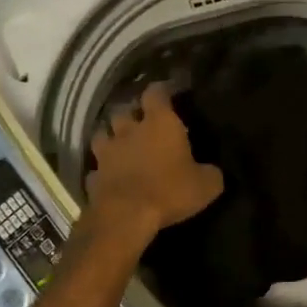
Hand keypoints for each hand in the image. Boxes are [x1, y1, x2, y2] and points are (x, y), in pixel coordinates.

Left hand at [85, 83, 223, 243]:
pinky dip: (102, 169)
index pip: (156, 92)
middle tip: (141, 121)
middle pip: (123, 110)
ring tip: (120, 144)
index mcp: (159, 123)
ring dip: (110, 136)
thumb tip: (212, 172)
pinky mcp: (93, 175)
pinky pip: (96, 167)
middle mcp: (129, 130)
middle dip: (131, 113)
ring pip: (102, 134)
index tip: (167, 92)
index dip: (161, 90)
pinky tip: (109, 176)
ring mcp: (106, 152)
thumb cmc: (170, 191)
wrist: (126, 216)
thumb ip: (210, 172)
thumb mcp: (206, 185)